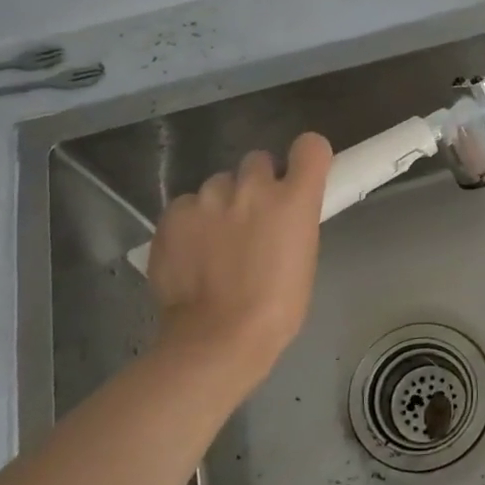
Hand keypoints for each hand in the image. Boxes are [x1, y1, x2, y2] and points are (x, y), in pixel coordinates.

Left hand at [146, 132, 332, 391]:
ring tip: (217, 241)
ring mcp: (208, 199)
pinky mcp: (173, 214)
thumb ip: (293, 223)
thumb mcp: (303, 259)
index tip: (300, 174)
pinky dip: (192, 222)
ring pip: (219, 183)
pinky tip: (192, 252)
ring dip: (222, 203)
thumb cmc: (277, 308)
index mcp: (294, 200)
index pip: (310, 147)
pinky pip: (187, 205)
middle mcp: (252, 188)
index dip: (306, 157)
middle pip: (257, 161)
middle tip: (254, 217)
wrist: (218, 337)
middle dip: (258, 183)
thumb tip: (280, 216)